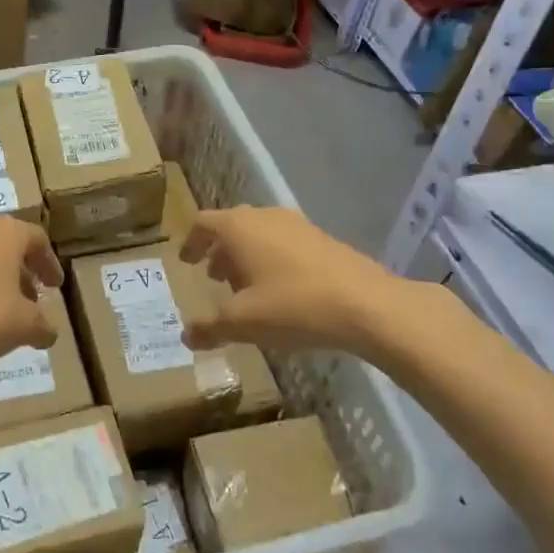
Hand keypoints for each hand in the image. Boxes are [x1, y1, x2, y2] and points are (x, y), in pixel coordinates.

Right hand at [179, 206, 454, 359]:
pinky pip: (285, 243)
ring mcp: (297, 225)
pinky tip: (281, 292)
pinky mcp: (323, 240)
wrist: (367, 305)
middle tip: (214, 277)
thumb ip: (210, 327)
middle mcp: (265, 217)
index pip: (204, 223)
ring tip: (246, 288)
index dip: (191, 241)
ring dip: (247, 256)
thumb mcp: (243, 322)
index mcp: (239, 227)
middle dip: (220, 251)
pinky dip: (272, 260)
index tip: (186, 261)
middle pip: (232, 226)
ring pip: (261, 234)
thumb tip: (186, 335)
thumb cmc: (293, 306)